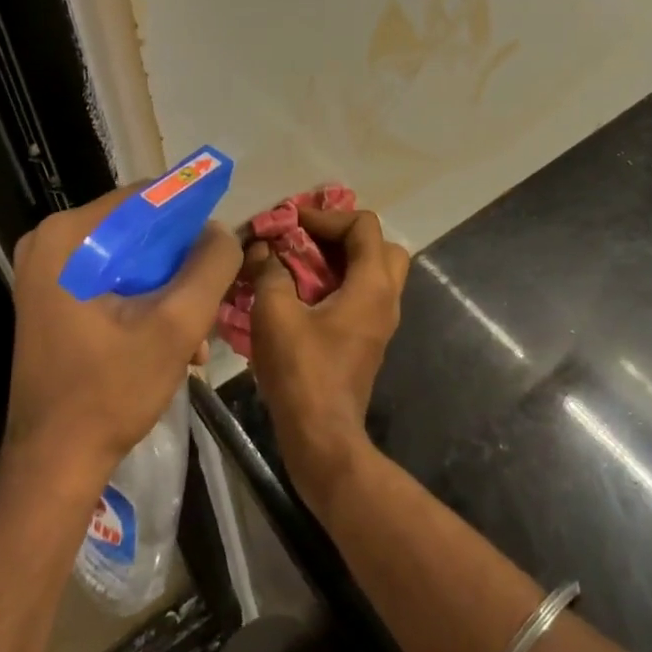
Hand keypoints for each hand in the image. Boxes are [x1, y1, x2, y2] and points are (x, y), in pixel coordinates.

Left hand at [5, 186, 241, 489]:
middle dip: (181, 264)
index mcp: (68, 236)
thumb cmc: (110, 391)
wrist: (54, 463)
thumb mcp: (177, 325)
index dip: (191, 220)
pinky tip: (172, 341)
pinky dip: (147, 301)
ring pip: (132, 256)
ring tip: (196, 333)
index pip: (147, 197)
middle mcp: (50, 241)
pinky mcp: (54, 297)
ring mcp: (48, 271)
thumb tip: (222, 232)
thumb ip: (211, 266)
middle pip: (140, 229)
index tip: (220, 253)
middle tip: (208, 302)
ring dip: (170, 288)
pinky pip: (115, 278)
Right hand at [244, 207, 409, 502]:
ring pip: (374, 270)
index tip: (292, 222)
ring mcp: (382, 320)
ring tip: (302, 262)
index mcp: (372, 285)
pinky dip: (341, 281)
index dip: (327, 216)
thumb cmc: (301, 371)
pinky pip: (364, 293)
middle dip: (344, 234)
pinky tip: (304, 292)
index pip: (363, 225)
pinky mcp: (369, 338)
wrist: (322, 436)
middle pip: (380, 245)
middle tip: (308, 239)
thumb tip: (264, 250)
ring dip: (342, 258)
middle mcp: (386, 297)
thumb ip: (270, 272)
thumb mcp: (274, 314)